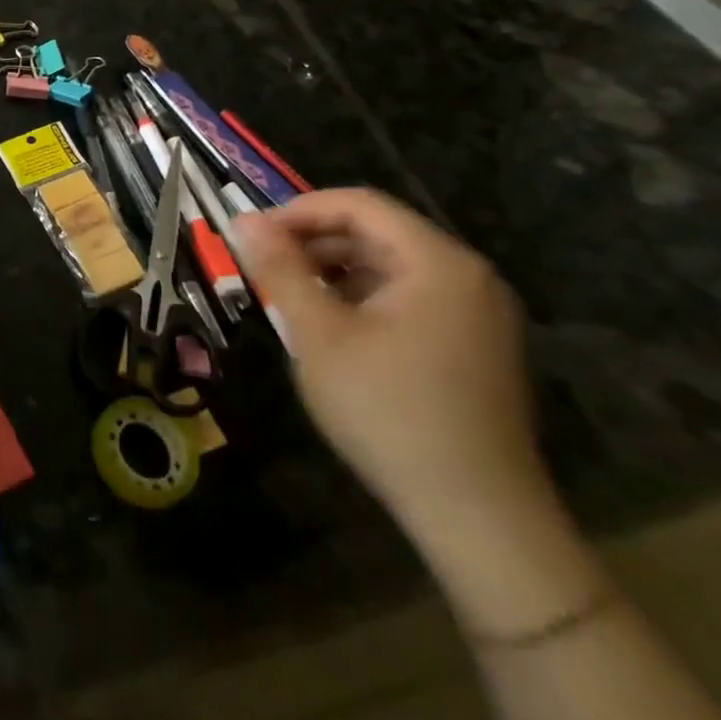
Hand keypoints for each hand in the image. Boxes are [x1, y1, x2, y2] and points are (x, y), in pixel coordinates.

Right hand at [235, 188, 550, 548]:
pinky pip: (409, 297)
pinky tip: (331, 328)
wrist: (477, 515)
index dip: (298, 211)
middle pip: (377, 231)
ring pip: (390, 265)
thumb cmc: (388, 411)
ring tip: (289, 298)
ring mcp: (477, 312)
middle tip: (263, 268)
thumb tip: (243, 219)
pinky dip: (363, 298)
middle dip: (313, 241)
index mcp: (437, 263)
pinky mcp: (475, 344)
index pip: (359, 205)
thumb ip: (280, 268)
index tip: (252, 237)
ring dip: (334, 270)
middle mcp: (467, 276)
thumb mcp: (318, 334)